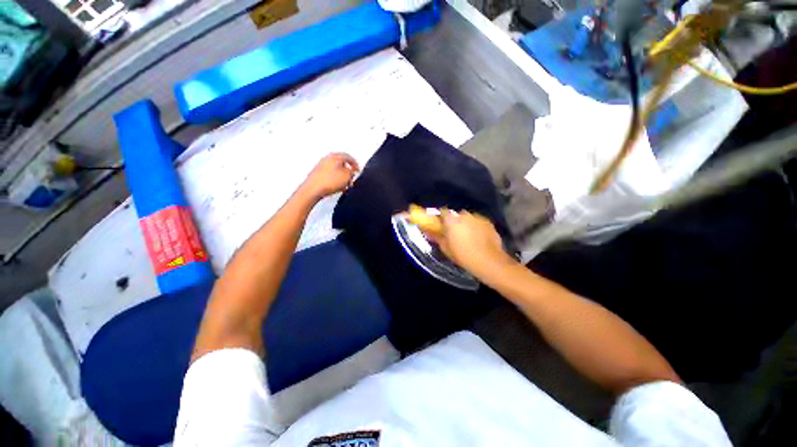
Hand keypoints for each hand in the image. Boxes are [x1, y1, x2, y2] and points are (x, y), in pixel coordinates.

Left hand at [300, 153, 359, 200]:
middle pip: (341, 163)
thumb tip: (351, 171)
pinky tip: (337, 187)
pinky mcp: (317, 174)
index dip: (355, 164)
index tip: (357, 170)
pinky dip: (335, 180)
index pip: (348, 157)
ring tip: (345, 186)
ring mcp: (321, 166)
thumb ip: (351, 172)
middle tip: (351, 179)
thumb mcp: (347, 176)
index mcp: (335, 156)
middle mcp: (327, 159)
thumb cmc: (329, 181)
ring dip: (342, 177)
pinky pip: (330, 175)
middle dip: (348, 172)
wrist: (313, 189)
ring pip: (336, 170)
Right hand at [426, 210, 515, 278]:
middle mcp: (464, 215)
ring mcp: (478, 218)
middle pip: (456, 215)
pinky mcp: (488, 223)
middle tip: (454, 233)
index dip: (441, 217)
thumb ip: (436, 238)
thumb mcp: (446, 248)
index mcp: (451, 220)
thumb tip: (427, 232)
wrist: (488, 261)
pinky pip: (479, 222)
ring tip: (468, 236)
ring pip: (469, 218)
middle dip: (455, 221)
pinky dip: (477, 227)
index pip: (443, 211)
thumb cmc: (463, 255)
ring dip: (466, 224)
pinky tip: (479, 238)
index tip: (440, 224)